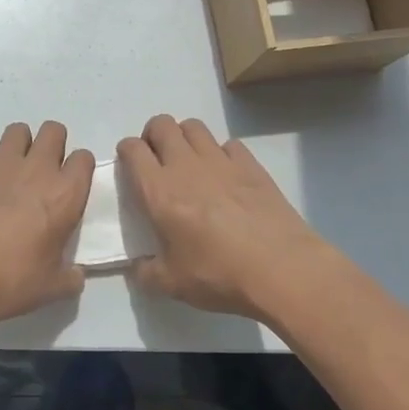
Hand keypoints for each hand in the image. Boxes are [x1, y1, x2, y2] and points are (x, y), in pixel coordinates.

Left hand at [0, 121, 95, 336]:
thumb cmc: (11, 283)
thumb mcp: (52, 288)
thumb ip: (71, 276)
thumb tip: (76, 273)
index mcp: (65, 195)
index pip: (84, 158)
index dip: (77, 170)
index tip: (68, 187)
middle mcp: (37, 169)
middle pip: (54, 131)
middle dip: (51, 146)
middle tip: (41, 173)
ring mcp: (1, 162)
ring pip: (18, 130)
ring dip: (19, 146)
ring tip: (11, 172)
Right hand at [117, 114, 329, 320]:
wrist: (282, 269)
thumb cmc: (219, 275)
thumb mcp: (171, 284)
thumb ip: (146, 272)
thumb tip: (138, 268)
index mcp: (159, 191)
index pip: (133, 149)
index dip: (126, 151)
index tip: (130, 166)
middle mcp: (186, 166)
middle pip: (162, 125)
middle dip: (153, 135)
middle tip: (157, 160)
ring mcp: (221, 161)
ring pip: (194, 126)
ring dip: (184, 137)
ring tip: (188, 162)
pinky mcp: (252, 166)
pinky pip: (228, 144)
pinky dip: (221, 153)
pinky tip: (225, 175)